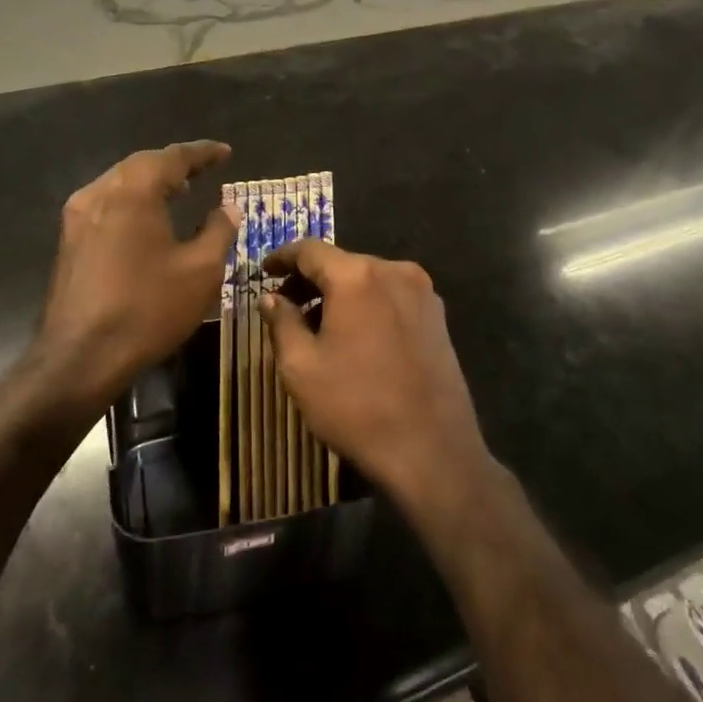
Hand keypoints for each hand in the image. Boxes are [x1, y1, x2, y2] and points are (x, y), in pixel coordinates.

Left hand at [31, 141, 241, 413]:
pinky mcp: (69, 241)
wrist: (81, 358)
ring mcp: (78, 217)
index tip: (225, 152)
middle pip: (142, 164)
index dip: (202, 153)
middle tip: (204, 170)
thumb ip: (219, 230)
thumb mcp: (200, 271)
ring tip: (181, 191)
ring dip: (152, 182)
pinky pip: (107, 204)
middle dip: (175, 164)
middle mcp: (99, 193)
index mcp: (133, 192)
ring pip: (120, 183)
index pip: (173, 157)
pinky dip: (133, 201)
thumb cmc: (148, 309)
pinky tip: (148, 219)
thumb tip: (228, 207)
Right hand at [259, 239, 489, 509]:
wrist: (432, 451)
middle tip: (284, 305)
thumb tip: (270, 298)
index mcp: (357, 276)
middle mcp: (394, 271)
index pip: (310, 250)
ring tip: (316, 325)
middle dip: (310, 280)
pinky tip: (354, 337)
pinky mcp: (438, 316)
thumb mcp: (301, 367)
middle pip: (342, 263)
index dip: (282, 258)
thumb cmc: (356, 407)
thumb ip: (281, 322)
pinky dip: (367, 306)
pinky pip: (391, 297)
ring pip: (368, 280)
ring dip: (339, 294)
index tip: (263, 272)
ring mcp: (422, 292)